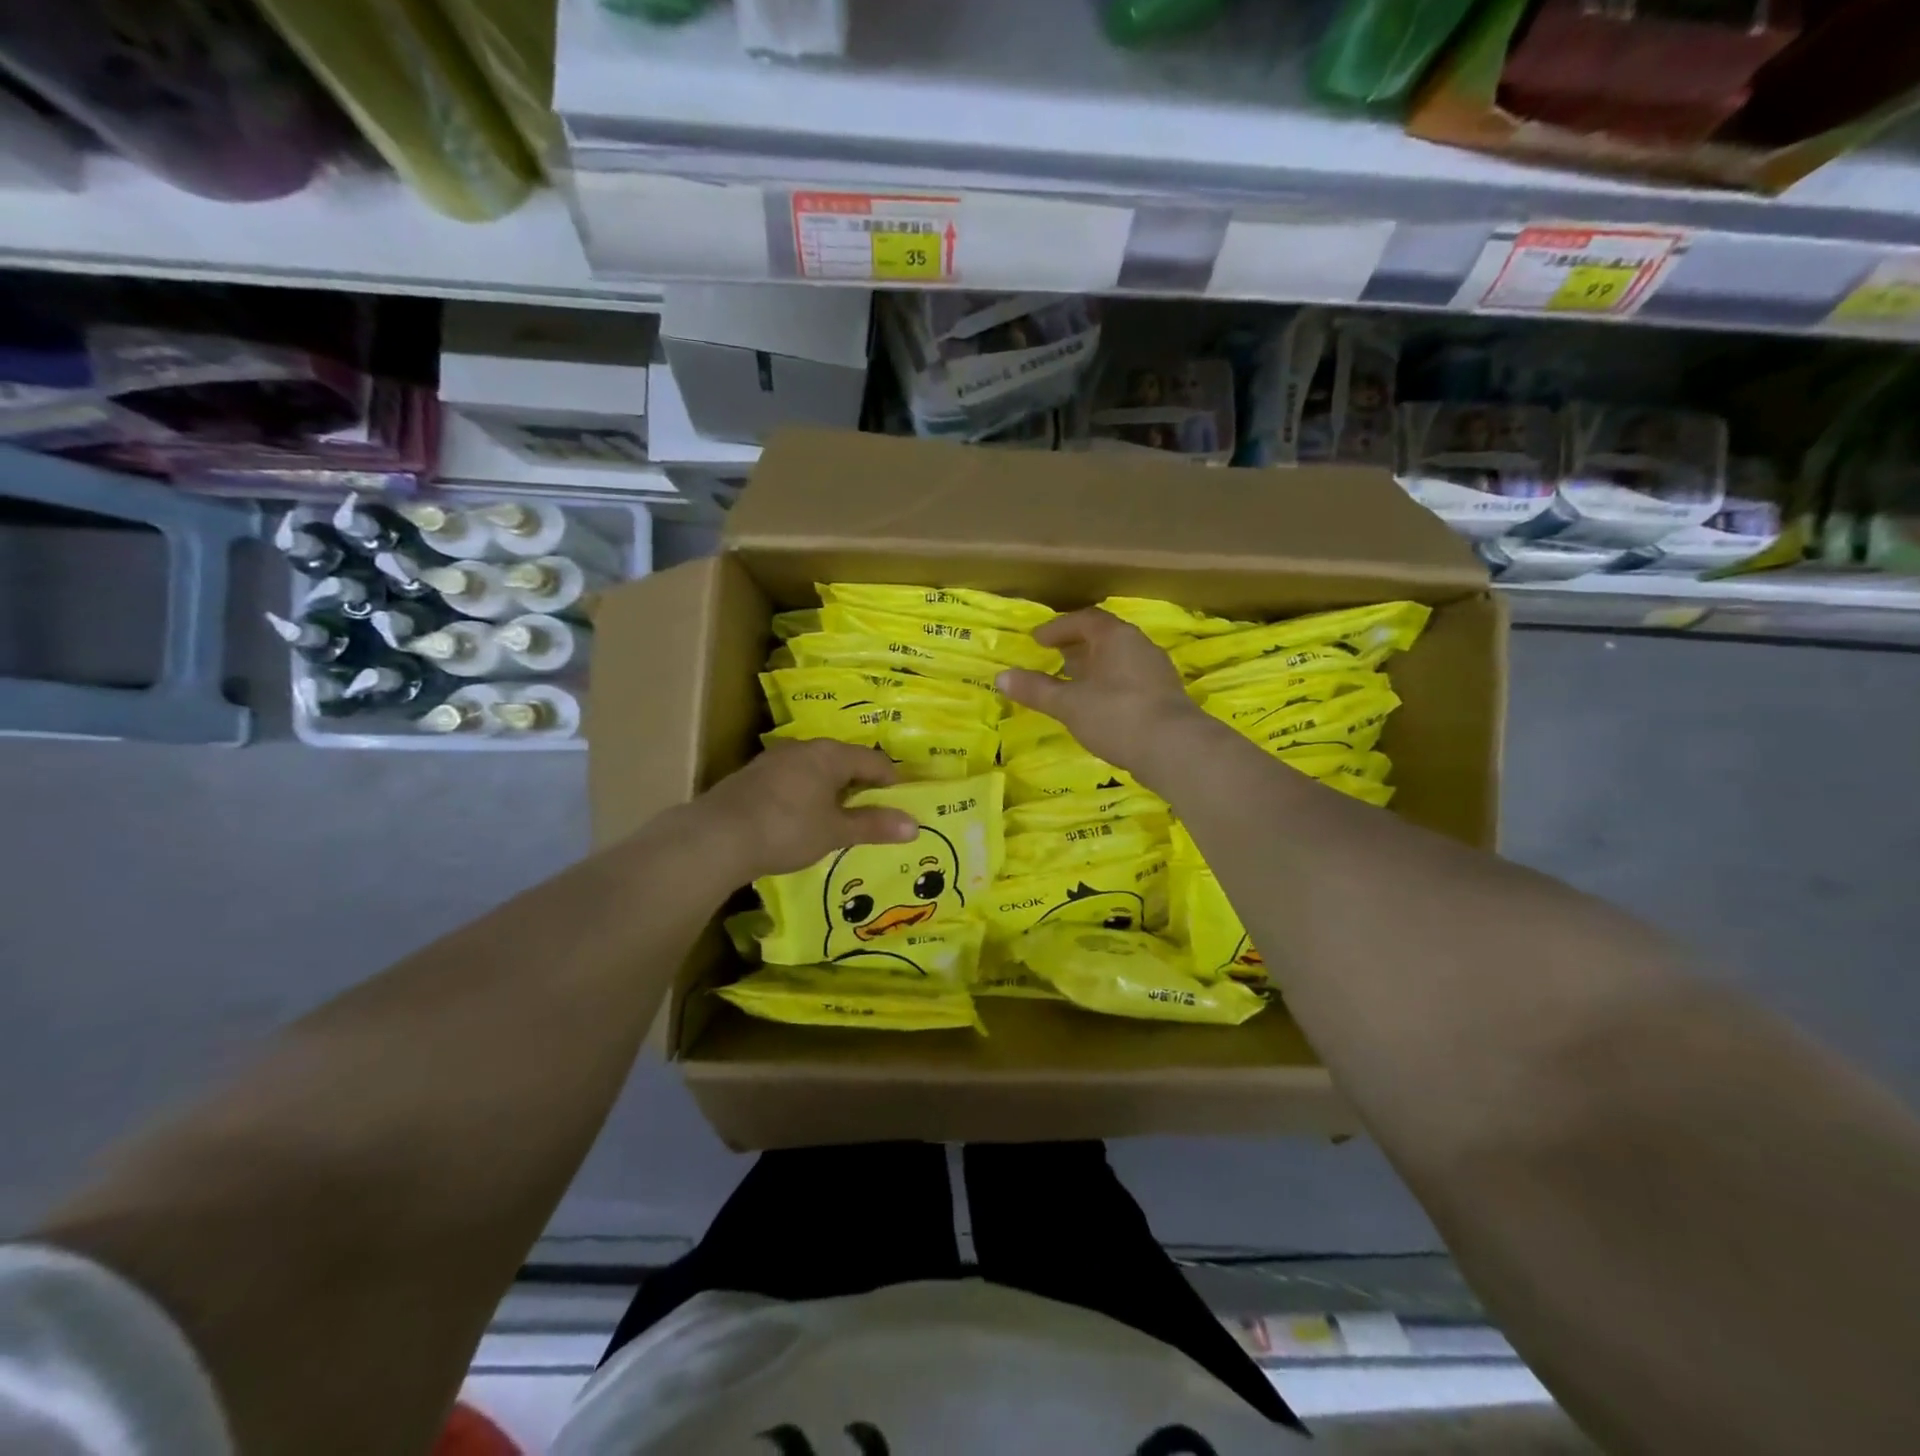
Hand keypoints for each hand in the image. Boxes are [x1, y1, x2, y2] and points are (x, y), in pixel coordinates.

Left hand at [691, 738, 918, 880]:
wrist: (716, 837)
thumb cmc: (787, 829)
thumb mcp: (835, 832)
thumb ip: (874, 826)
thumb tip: (914, 825)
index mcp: (829, 754)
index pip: (873, 760)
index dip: (891, 781)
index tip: (901, 803)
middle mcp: (803, 748)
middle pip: (843, 761)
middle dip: (860, 784)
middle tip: (872, 812)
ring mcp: (774, 760)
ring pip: (815, 769)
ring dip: (831, 789)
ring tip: (839, 817)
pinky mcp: (752, 777)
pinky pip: (792, 780)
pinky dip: (806, 795)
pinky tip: (801, 818)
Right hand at [996, 609, 1206, 775]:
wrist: (1176, 748)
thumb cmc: (1116, 715)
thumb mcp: (1069, 703)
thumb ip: (1036, 689)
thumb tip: (1000, 677)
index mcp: (1116, 637)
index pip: (1085, 620)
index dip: (1059, 628)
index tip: (1038, 641)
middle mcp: (1140, 646)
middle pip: (1104, 638)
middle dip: (1076, 647)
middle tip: (1053, 658)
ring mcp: (1156, 671)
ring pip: (1118, 660)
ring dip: (1093, 667)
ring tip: (1072, 684)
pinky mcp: (1165, 696)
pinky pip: (1130, 680)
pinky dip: (1108, 685)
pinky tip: (1098, 706)